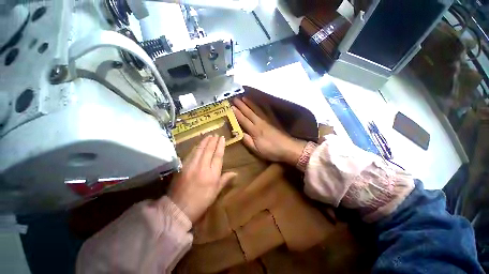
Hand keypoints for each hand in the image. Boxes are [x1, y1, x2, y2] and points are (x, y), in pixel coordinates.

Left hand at [168, 135, 235, 222]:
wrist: (178, 209)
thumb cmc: (201, 201)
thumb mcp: (215, 192)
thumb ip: (225, 180)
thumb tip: (235, 173)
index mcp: (212, 174)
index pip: (218, 155)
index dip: (220, 146)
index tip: (222, 138)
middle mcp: (202, 167)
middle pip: (208, 150)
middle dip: (213, 141)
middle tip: (216, 134)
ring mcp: (191, 165)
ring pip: (199, 149)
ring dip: (204, 141)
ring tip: (208, 136)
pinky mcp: (183, 166)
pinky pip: (191, 153)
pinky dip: (196, 147)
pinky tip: (198, 144)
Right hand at [232, 97, 306, 165]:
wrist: (288, 148)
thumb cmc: (271, 151)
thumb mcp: (257, 150)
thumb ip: (247, 141)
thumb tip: (238, 133)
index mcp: (255, 131)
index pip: (243, 120)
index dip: (237, 113)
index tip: (230, 106)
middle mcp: (260, 123)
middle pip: (249, 112)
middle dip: (241, 105)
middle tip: (235, 98)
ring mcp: (267, 120)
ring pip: (257, 109)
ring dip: (250, 103)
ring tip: (244, 97)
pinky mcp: (273, 120)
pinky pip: (266, 110)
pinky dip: (262, 105)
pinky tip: (260, 102)